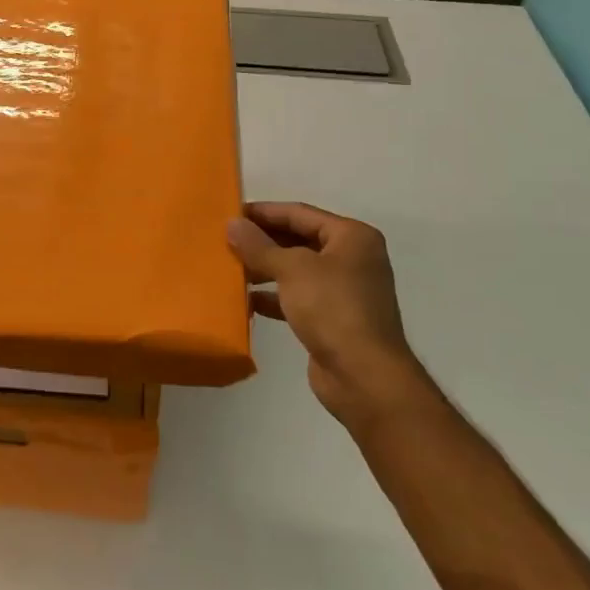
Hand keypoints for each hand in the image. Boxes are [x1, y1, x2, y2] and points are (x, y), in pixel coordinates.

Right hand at [227, 203, 420, 422]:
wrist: (364, 377)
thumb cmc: (333, 308)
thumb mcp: (292, 269)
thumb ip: (258, 245)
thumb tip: (232, 223)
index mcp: (351, 237)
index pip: (299, 213)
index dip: (263, 212)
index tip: (229, 213)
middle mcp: (351, 259)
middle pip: (298, 239)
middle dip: (262, 241)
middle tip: (225, 240)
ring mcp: (343, 291)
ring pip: (295, 270)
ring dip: (264, 269)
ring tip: (230, 269)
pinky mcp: (333, 319)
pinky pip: (297, 298)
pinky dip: (273, 297)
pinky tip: (247, 302)